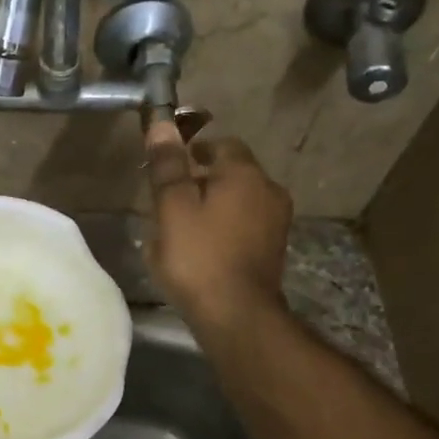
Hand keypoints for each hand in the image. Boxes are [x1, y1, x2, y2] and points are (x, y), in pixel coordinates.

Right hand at [144, 121, 291, 329]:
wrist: (237, 315)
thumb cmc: (198, 257)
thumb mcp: (172, 208)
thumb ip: (168, 166)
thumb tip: (162, 124)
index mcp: (244, 173)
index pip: (220, 144)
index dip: (193, 151)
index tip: (168, 167)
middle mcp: (269, 190)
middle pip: (231, 173)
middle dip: (201, 180)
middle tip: (168, 201)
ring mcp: (276, 222)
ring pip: (239, 201)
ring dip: (213, 206)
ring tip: (181, 228)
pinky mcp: (273, 249)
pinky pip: (245, 225)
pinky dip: (225, 228)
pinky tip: (202, 250)